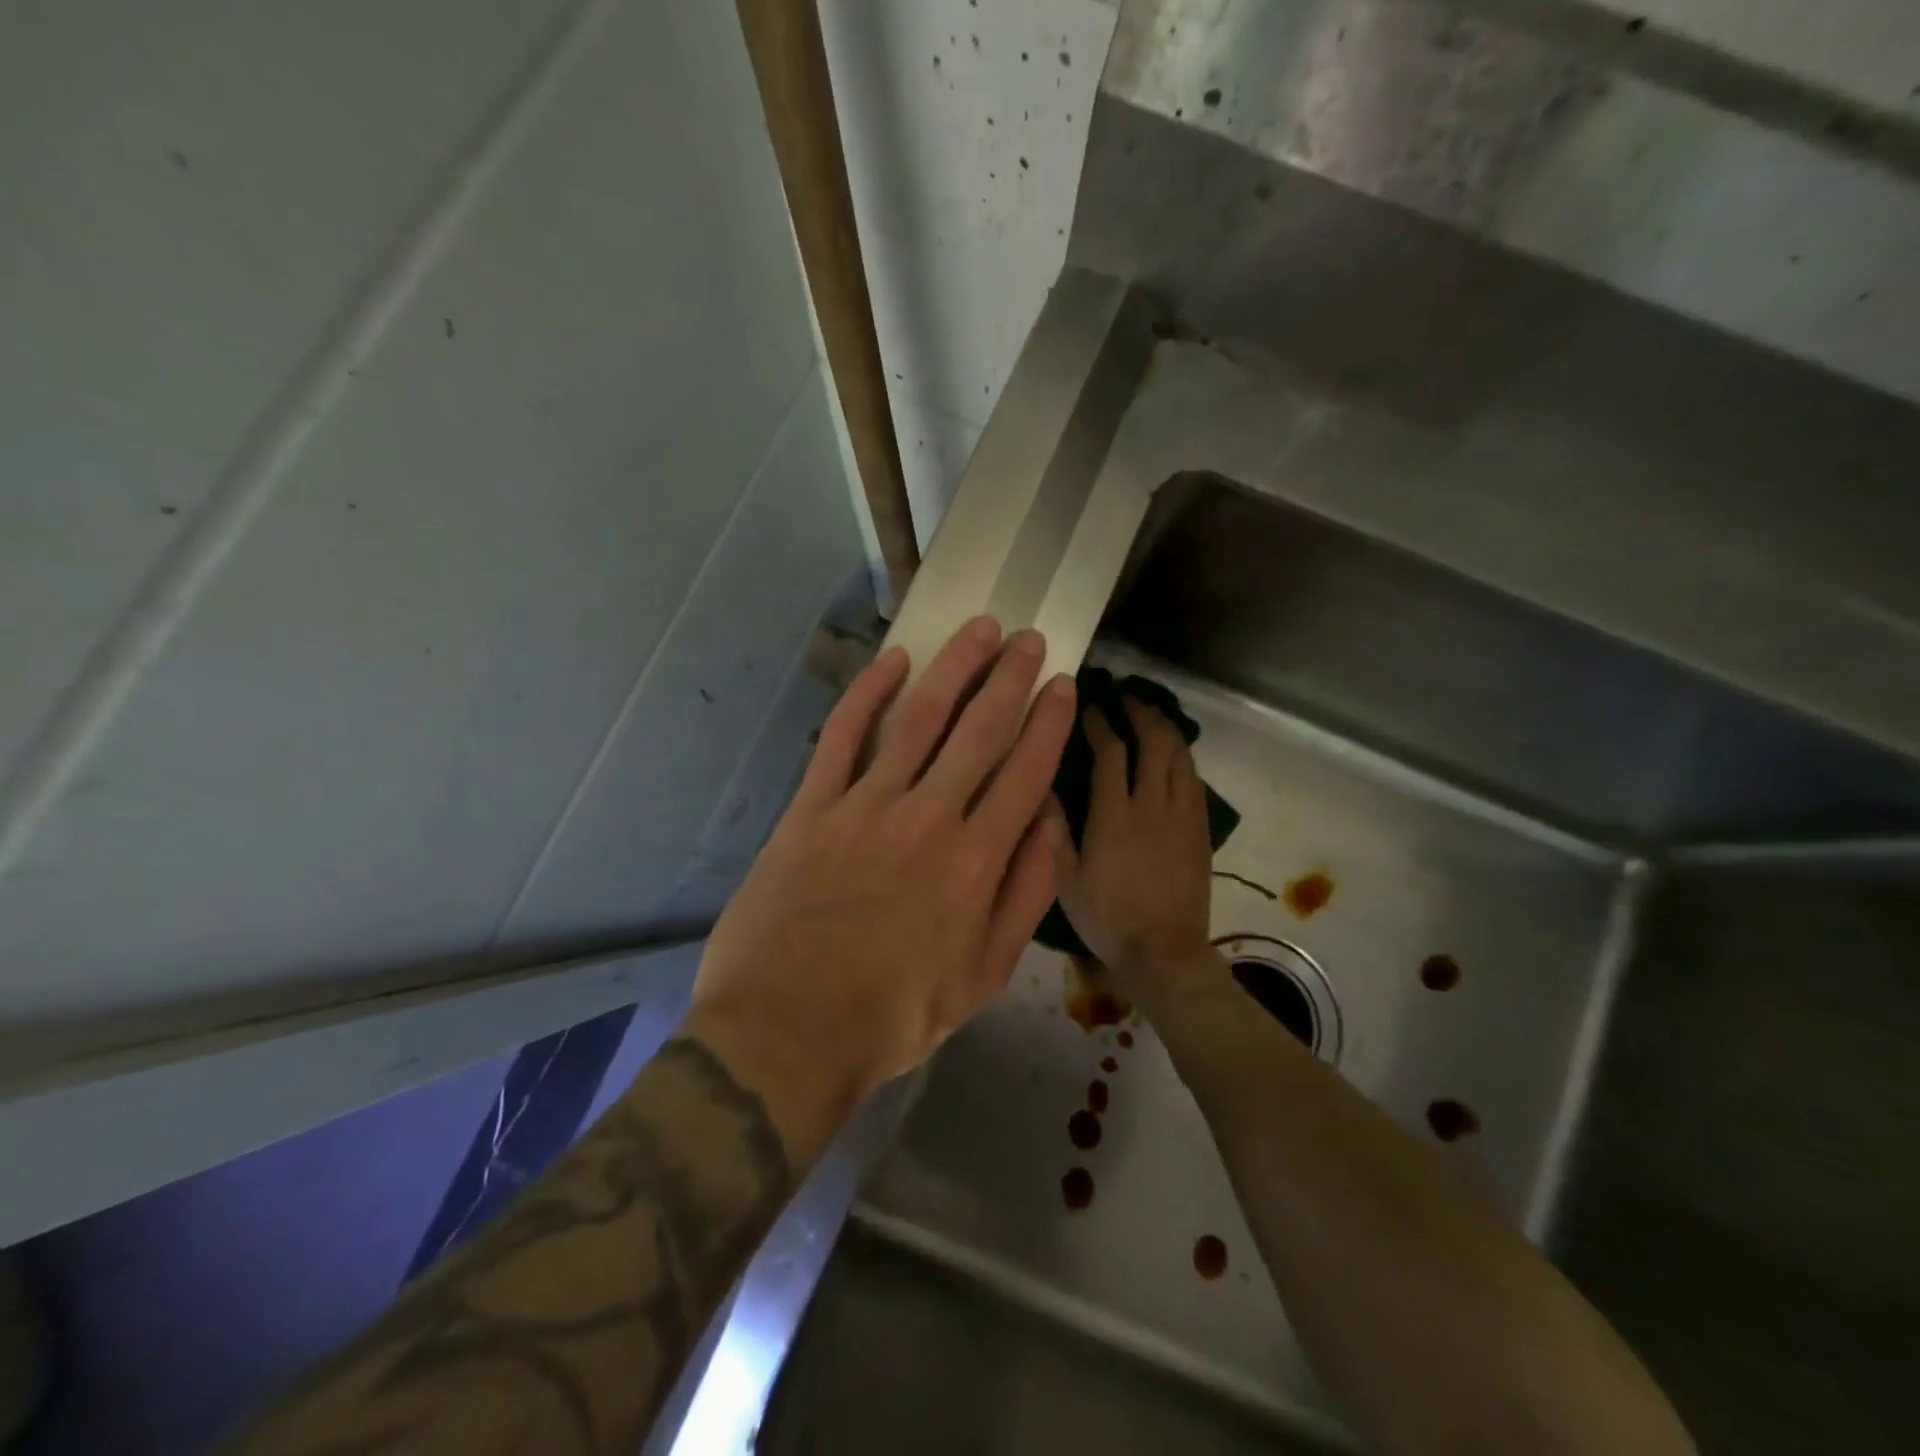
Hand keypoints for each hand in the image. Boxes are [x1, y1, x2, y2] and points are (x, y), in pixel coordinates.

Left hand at [689, 616, 1076, 1130]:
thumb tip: (1050, 827)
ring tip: (979, 630)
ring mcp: (865, 805)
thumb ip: (1024, 897)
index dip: (1048, 723)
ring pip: (918, 718)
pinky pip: (842, 735)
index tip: (1061, 685)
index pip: (1026, 772)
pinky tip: (893, 661)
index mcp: (976, 862)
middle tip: (1027, 638)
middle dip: (1009, 679)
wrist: (787, 1030)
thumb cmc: (894, 1014)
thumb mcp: (983, 976)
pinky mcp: (812, 807)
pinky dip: (867, 693)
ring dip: (953, 668)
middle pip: (979, 731)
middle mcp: (928, 818)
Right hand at [1052, 699, 1215, 994]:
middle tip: (1127, 699)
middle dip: (1142, 714)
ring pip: (1181, 757)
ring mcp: (1183, 816)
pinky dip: (1183, 758)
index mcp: (1114, 815)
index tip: (1091, 708)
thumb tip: (1041, 788)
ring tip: (1152, 717)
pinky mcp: (1201, 831)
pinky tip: (1174, 757)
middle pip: (1155, 743)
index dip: (1101, 724)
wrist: (1165, 953)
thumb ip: (1054, 832)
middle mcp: (1152, 805)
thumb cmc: (1108, 919)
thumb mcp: (1066, 882)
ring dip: (1167, 730)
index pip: (1111, 752)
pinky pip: (1195, 781)